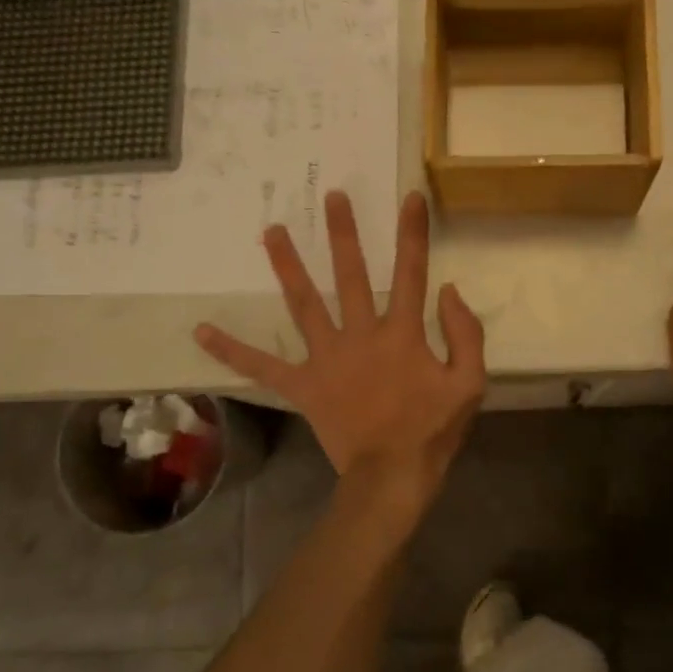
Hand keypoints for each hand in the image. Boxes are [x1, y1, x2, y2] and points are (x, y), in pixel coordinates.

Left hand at [195, 190, 485, 495]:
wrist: (391, 476)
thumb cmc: (432, 430)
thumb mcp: (470, 383)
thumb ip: (465, 334)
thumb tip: (448, 291)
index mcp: (402, 334)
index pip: (410, 273)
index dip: (412, 234)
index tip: (409, 198)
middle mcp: (360, 335)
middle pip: (350, 275)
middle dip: (343, 234)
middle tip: (332, 196)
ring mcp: (326, 359)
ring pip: (304, 304)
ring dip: (289, 265)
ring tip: (271, 231)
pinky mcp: (303, 385)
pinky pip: (264, 366)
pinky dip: (234, 351)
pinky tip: (202, 332)